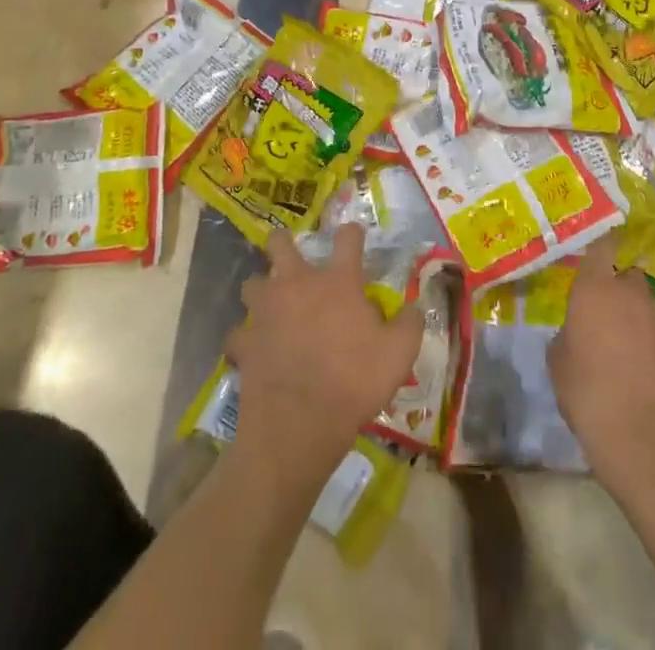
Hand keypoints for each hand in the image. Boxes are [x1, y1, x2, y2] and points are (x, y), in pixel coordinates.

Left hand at [225, 224, 423, 484]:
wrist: (300, 422)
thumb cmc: (354, 381)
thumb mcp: (399, 354)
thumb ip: (410, 324)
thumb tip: (416, 308)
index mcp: (338, 281)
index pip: (347, 238)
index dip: (352, 233)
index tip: (354, 236)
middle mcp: (298, 284)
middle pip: (280, 244)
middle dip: (282, 243)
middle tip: (289, 253)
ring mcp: (266, 311)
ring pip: (252, 283)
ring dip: (260, 290)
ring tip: (270, 304)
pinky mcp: (245, 342)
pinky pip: (239, 333)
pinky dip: (246, 339)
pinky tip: (254, 350)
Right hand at [549, 235, 654, 495]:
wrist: (642, 435)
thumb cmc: (587, 390)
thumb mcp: (558, 361)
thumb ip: (568, 335)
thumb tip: (577, 334)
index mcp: (595, 288)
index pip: (601, 247)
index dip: (600, 245)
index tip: (597, 249)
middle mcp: (630, 294)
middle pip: (628, 276)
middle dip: (619, 288)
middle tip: (604, 313)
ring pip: (646, 305)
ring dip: (636, 316)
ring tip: (623, 346)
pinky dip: (651, 343)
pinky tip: (642, 371)